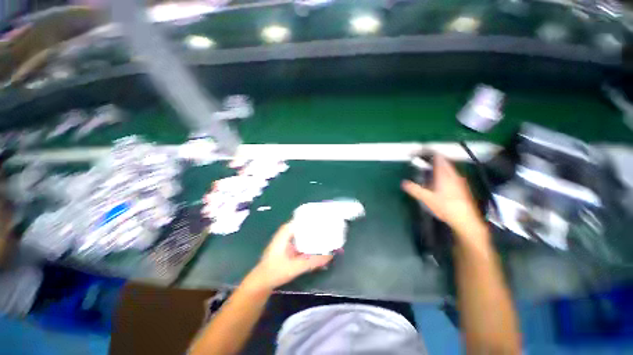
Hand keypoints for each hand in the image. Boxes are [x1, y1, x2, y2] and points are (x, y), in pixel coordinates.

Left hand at [247, 223, 332, 290]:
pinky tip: (321, 244)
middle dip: (319, 225)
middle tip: (333, 227)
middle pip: (306, 224)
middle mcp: (289, 231)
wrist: (262, 281)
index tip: (329, 218)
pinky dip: (312, 241)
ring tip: (330, 234)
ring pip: (306, 231)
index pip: (304, 218)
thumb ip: (312, 261)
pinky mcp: (292, 245)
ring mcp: (290, 238)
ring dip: (316, 233)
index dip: (316, 217)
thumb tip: (331, 255)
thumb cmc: (275, 271)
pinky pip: (304, 239)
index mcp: (287, 230)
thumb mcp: (295, 267)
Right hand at [402, 156, 488, 244]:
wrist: (465, 219)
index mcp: (444, 175)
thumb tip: (403, 183)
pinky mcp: (462, 187)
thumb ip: (414, 189)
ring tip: (432, 168)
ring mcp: (459, 181)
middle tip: (425, 160)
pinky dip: (446, 173)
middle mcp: (453, 175)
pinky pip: (453, 175)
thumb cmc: (445, 207)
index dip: (430, 153)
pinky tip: (442, 181)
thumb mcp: (426, 198)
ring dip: (441, 166)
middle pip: (445, 162)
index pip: (438, 158)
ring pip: (449, 168)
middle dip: (435, 159)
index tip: (422, 152)